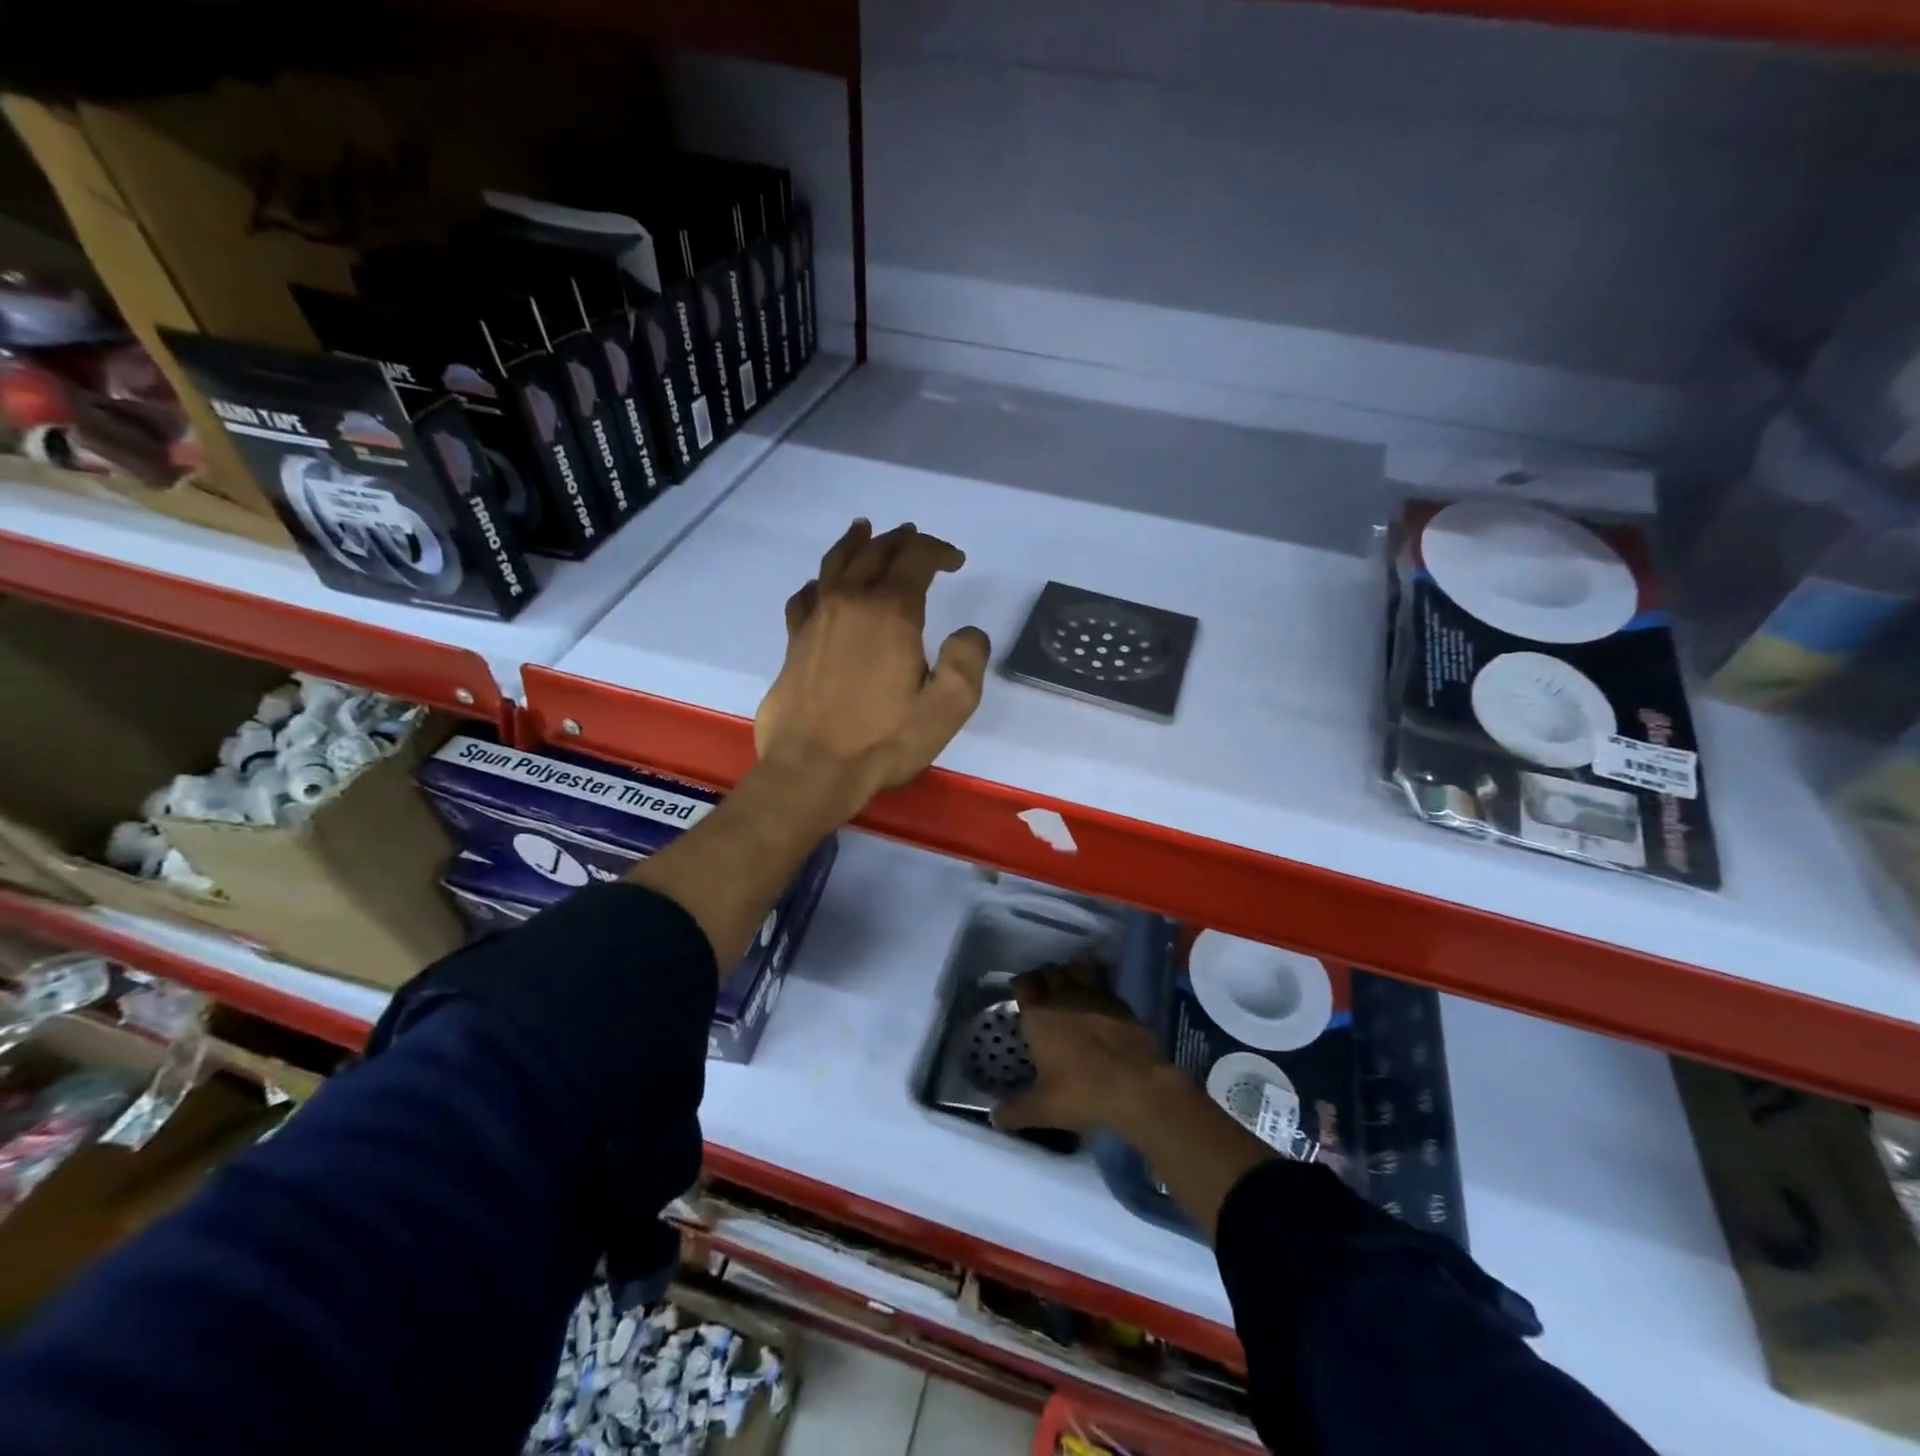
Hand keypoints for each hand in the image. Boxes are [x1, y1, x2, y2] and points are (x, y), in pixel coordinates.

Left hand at [754, 519, 989, 816]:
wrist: (812, 770)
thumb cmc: (883, 741)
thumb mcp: (947, 707)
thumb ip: (967, 660)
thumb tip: (968, 632)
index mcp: (890, 612)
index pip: (915, 560)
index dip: (938, 551)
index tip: (955, 561)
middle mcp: (849, 603)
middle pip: (874, 553)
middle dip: (899, 540)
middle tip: (914, 537)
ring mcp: (816, 621)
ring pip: (835, 565)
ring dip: (855, 544)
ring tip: (864, 530)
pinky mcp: (794, 643)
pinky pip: (805, 597)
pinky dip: (818, 582)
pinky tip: (821, 586)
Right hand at [992, 960, 1171, 1136]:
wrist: (1138, 1086)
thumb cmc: (1083, 1092)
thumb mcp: (1043, 1108)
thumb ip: (1015, 1111)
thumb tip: (994, 1118)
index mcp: (1039, 1014)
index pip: (1024, 983)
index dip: (1021, 984)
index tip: (1020, 993)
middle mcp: (1064, 996)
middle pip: (1049, 971)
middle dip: (1044, 977)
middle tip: (1042, 992)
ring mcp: (1095, 995)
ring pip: (1077, 969)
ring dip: (1070, 973)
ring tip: (1069, 988)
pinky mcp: (1120, 1003)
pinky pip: (1101, 984)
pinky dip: (1095, 987)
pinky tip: (1097, 1003)